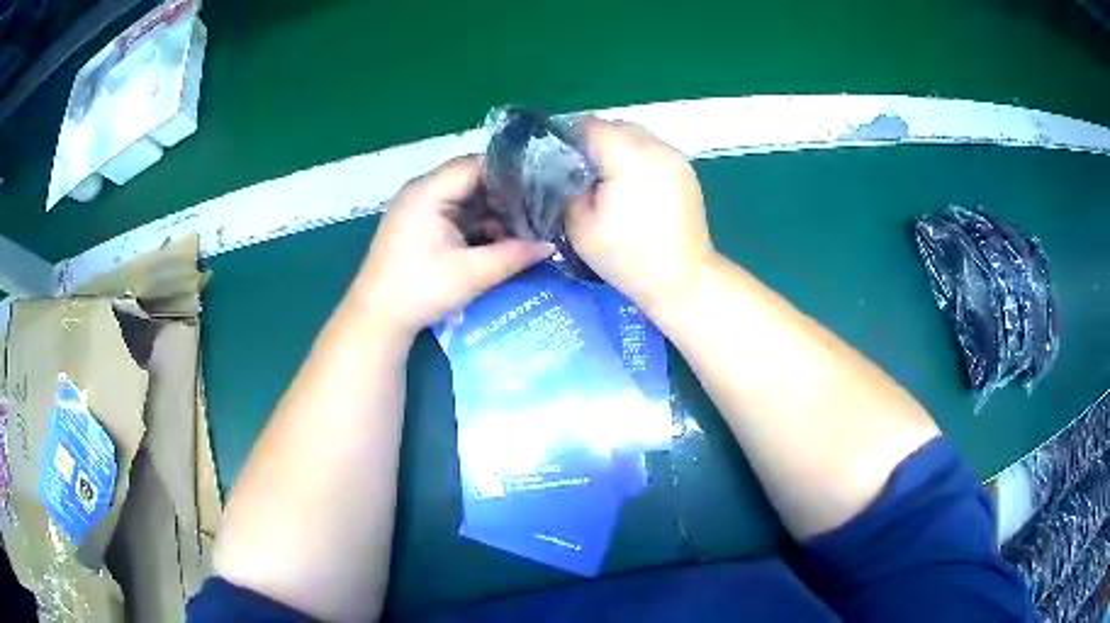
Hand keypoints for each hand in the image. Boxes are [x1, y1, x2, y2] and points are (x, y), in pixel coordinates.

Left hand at [351, 157, 553, 338]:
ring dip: (492, 212)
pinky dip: (478, 224)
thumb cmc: (419, 291)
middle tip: (539, 209)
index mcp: (427, 192)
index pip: (476, 165)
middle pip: (472, 179)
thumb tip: (550, 246)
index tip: (541, 188)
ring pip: (466, 198)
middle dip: (505, 195)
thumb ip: (513, 256)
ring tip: (525, 226)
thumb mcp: (471, 274)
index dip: (510, 174)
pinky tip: (500, 239)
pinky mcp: (421, 225)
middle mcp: (422, 191)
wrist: (377, 319)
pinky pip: (456, 213)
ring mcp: (420, 208)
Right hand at [567, 119, 713, 316]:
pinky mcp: (686, 170)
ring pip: (636, 135)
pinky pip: (652, 149)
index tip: (559, 163)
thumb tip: (565, 169)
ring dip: (617, 149)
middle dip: (594, 142)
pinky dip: (637, 158)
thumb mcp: (580, 227)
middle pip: (615, 126)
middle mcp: (656, 148)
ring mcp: (675, 158)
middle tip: (581, 174)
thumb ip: (567, 188)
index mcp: (630, 158)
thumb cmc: (628, 258)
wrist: (683, 280)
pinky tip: (631, 187)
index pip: (591, 126)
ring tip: (606, 181)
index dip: (569, 140)